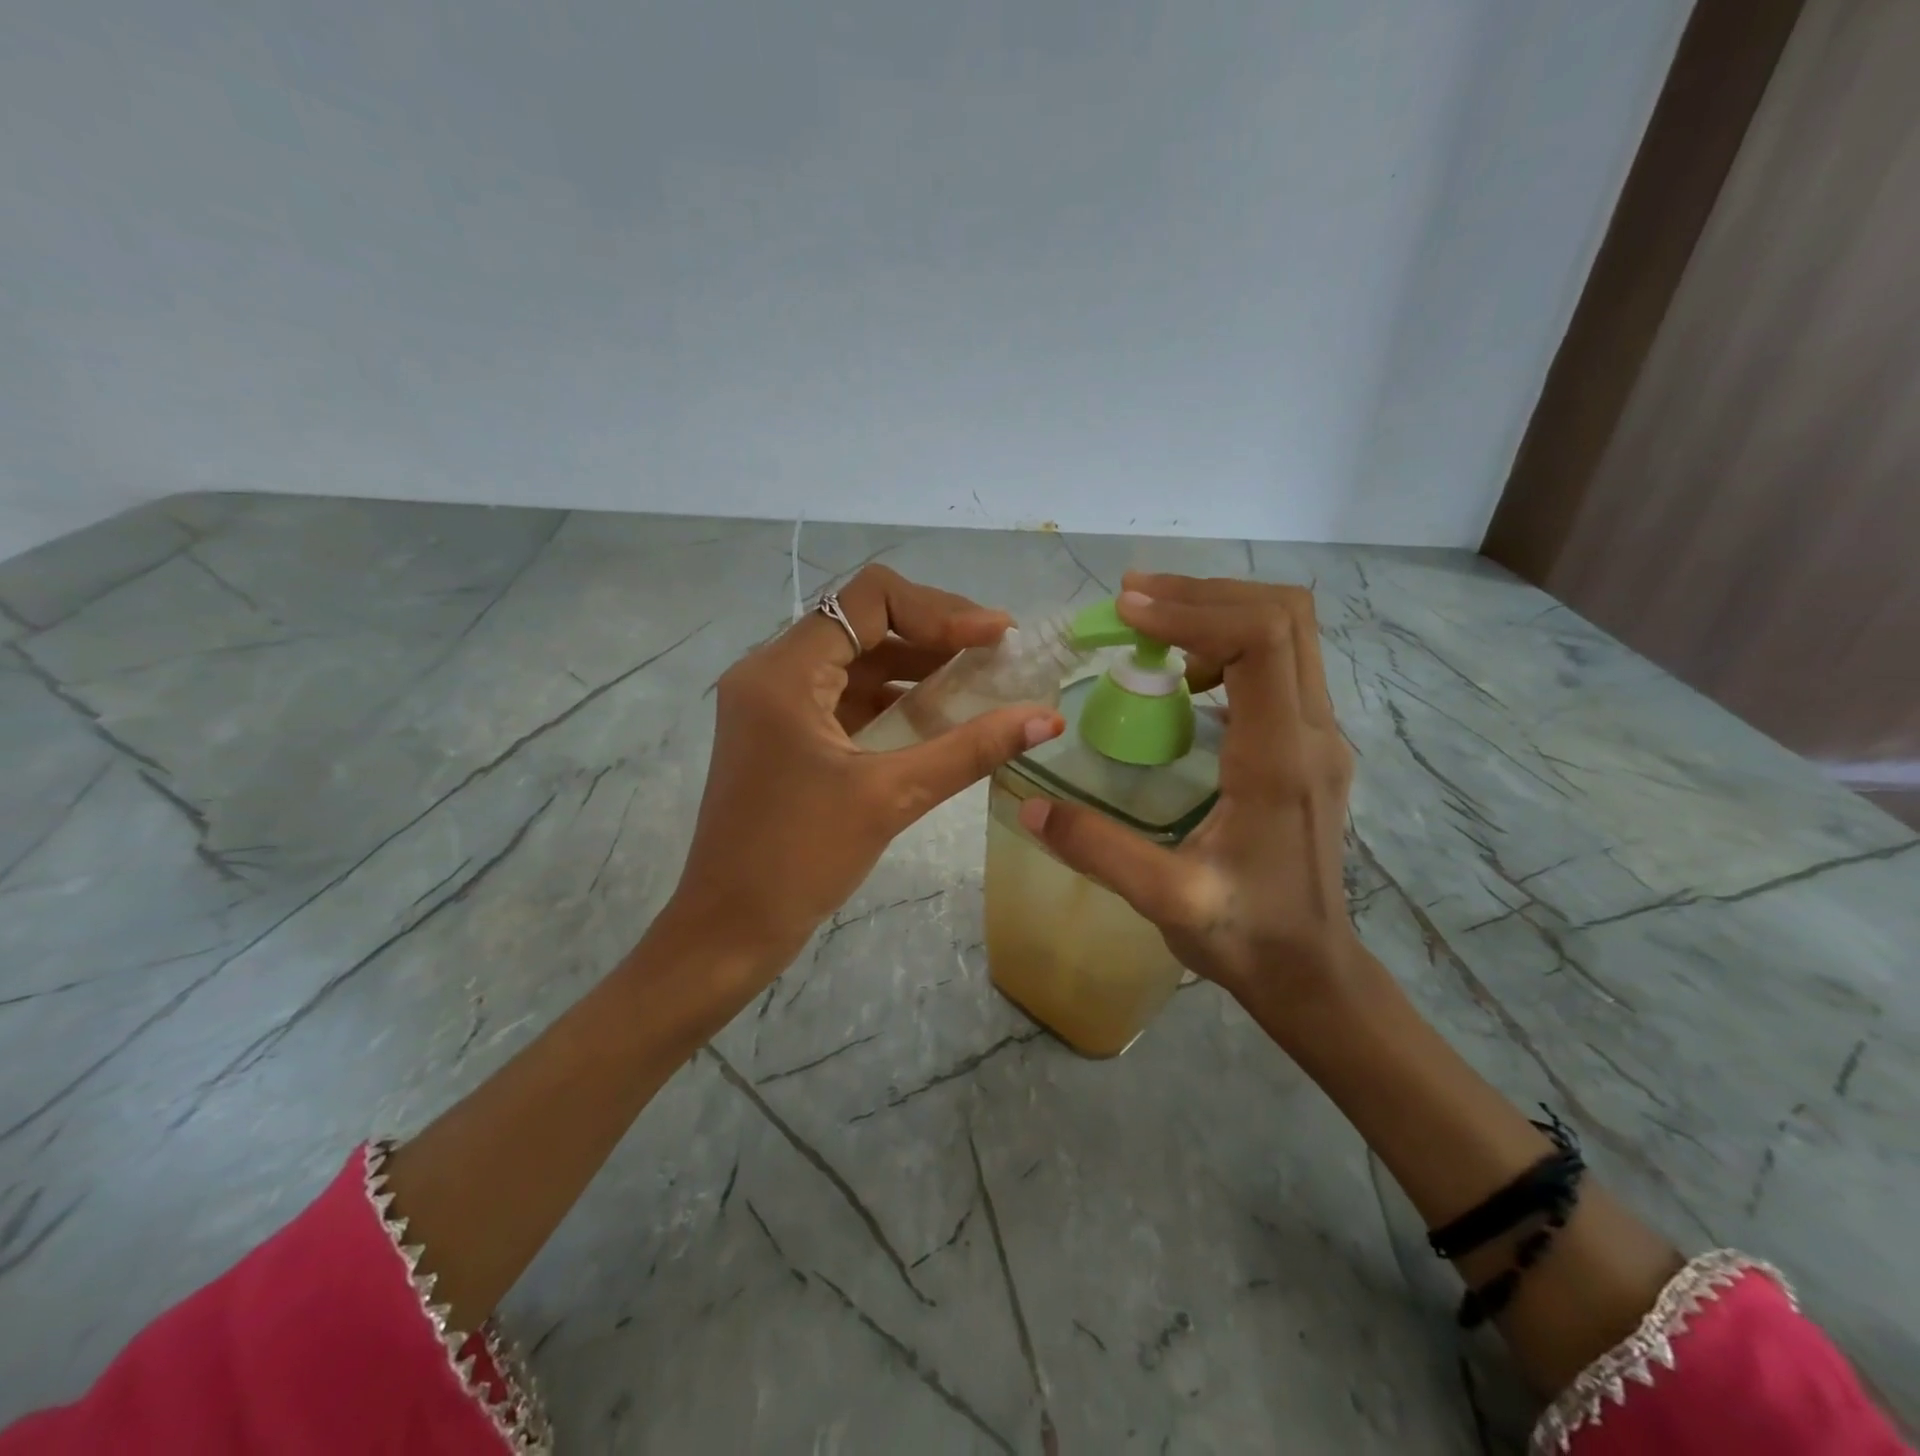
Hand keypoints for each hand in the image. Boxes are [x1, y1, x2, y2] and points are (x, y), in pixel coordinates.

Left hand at [668, 564, 1063, 968]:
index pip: (869, 599)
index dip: (940, 610)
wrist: (728, 929)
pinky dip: (893, 700)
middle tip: (998, 655)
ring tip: (981, 682)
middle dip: (935, 634)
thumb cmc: (798, 860)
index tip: (995, 637)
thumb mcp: (890, 797)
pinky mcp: (784, 733)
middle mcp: (772, 673)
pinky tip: (939, 718)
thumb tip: (1046, 718)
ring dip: (917, 667)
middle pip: (864, 622)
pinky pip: (846, 697)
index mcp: (783, 673)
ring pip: (857, 660)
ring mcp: (775, 704)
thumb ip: (970, 750)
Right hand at [1017, 573, 1357, 1020]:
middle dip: (1203, 595)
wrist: (1311, 969)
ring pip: (1288, 632)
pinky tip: (1185, 676)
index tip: (1126, 613)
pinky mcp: (1312, 743)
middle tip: (1131, 600)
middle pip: (1283, 615)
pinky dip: (1231, 643)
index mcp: (1280, 760)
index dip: (1191, 611)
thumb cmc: (1244, 934)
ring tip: (1150, 627)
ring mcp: (1320, 735)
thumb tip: (1029, 805)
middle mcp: (1313, 732)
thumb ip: (1097, 850)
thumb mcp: (1165, 899)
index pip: (1259, 640)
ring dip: (1218, 612)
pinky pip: (1282, 662)